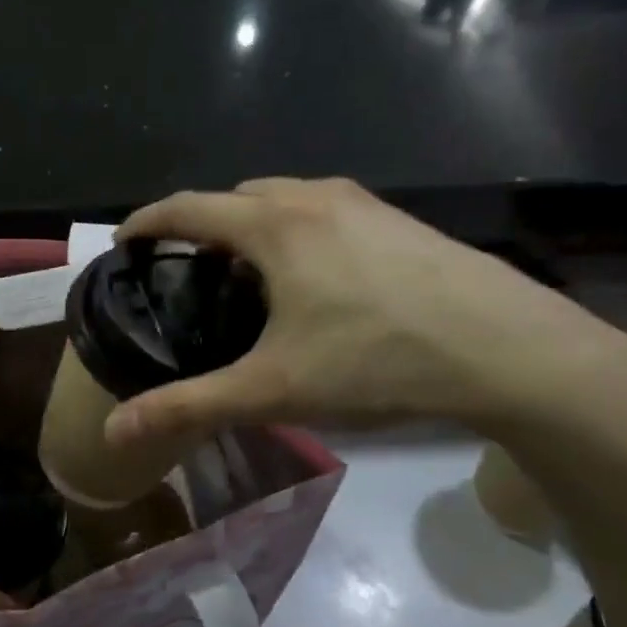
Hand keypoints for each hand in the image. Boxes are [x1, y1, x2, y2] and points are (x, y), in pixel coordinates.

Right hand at [104, 178, 626, 444]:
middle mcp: (315, 198)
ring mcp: (365, 204)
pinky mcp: (401, 222)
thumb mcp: (273, 389)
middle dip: (201, 222)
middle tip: (186, 270)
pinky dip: (296, 231)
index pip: (188, 207)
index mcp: (274, 225)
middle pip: (236, 195)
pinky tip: (315, 281)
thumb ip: (189, 405)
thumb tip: (114, 430)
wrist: (512, 352)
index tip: (122, 242)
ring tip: (247, 275)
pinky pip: (325, 211)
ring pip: (286, 200)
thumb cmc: (378, 360)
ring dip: (252, 224)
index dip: (147, 220)